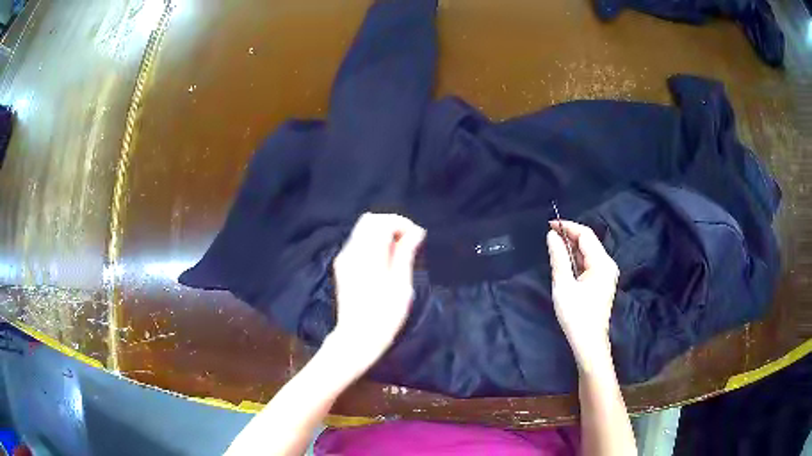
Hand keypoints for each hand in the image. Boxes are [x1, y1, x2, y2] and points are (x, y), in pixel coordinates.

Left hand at [330, 212, 425, 371]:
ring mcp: (344, 259)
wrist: (357, 337)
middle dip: (391, 225)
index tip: (417, 237)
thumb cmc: (384, 316)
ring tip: (399, 252)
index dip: (401, 223)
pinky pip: (358, 243)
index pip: (381, 222)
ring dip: (382, 233)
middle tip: (408, 242)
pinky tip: (385, 260)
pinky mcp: (342, 267)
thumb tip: (415, 232)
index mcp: (367, 255)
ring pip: (362, 230)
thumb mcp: (401, 285)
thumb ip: (405, 254)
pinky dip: (373, 243)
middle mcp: (351, 252)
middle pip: (369, 220)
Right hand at [547, 220, 618, 369]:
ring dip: (573, 248)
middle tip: (549, 237)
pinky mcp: (603, 282)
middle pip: (589, 242)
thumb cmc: (576, 315)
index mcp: (602, 263)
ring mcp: (607, 274)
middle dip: (570, 236)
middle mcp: (608, 264)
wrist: (589, 343)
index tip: (549, 225)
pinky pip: (590, 263)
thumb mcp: (563, 285)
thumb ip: (558, 257)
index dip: (568, 227)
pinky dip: (577, 259)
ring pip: (589, 252)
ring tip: (554, 249)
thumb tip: (552, 235)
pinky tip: (565, 263)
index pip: (586, 234)